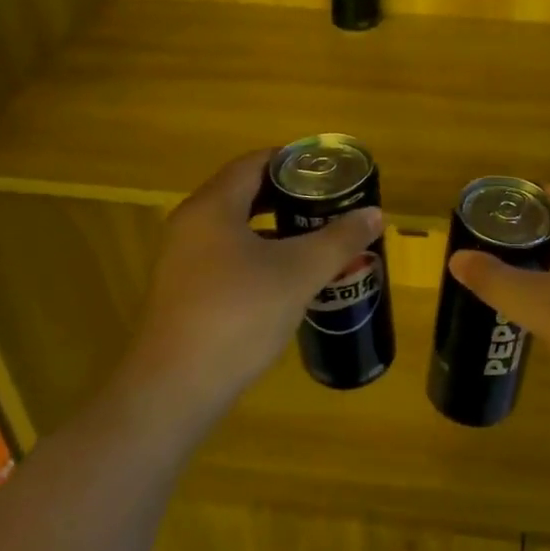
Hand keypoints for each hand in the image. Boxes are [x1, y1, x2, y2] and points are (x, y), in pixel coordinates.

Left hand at [125, 150, 383, 415]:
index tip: (328, 170)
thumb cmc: (238, 316)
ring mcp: (182, 259)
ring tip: (314, 234)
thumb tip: (374, 213)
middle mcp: (191, 224)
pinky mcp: (183, 291)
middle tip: (328, 201)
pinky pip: (225, 254)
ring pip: (234, 226)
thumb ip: (339, 239)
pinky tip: (285, 275)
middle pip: (243, 192)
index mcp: (213, 206)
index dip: (293, 160)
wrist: (175, 390)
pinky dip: (257, 252)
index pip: (254, 162)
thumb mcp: (299, 273)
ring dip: (273, 225)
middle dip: (288, 194)